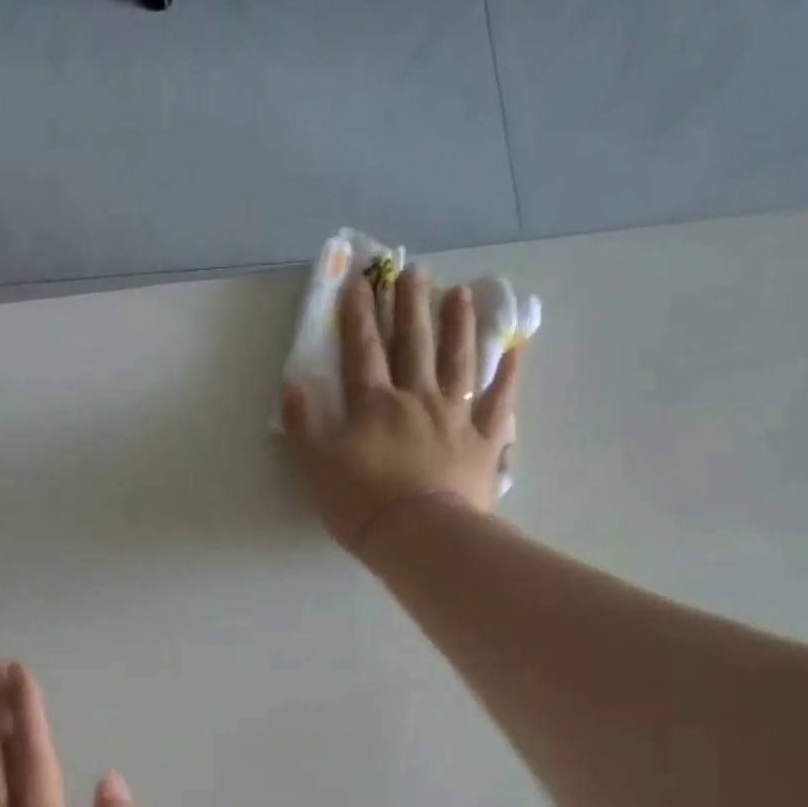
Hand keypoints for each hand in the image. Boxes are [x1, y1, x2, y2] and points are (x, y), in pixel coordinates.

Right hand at [281, 268, 521, 550]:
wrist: (420, 536)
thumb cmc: (362, 504)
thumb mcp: (317, 466)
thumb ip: (303, 422)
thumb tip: (291, 381)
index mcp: (375, 405)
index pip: (362, 352)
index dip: (358, 316)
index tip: (358, 281)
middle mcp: (417, 399)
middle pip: (413, 345)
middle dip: (409, 306)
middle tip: (413, 270)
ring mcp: (456, 417)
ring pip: (457, 360)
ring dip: (457, 324)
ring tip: (458, 292)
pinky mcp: (484, 442)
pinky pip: (499, 401)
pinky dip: (508, 374)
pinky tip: (515, 348)